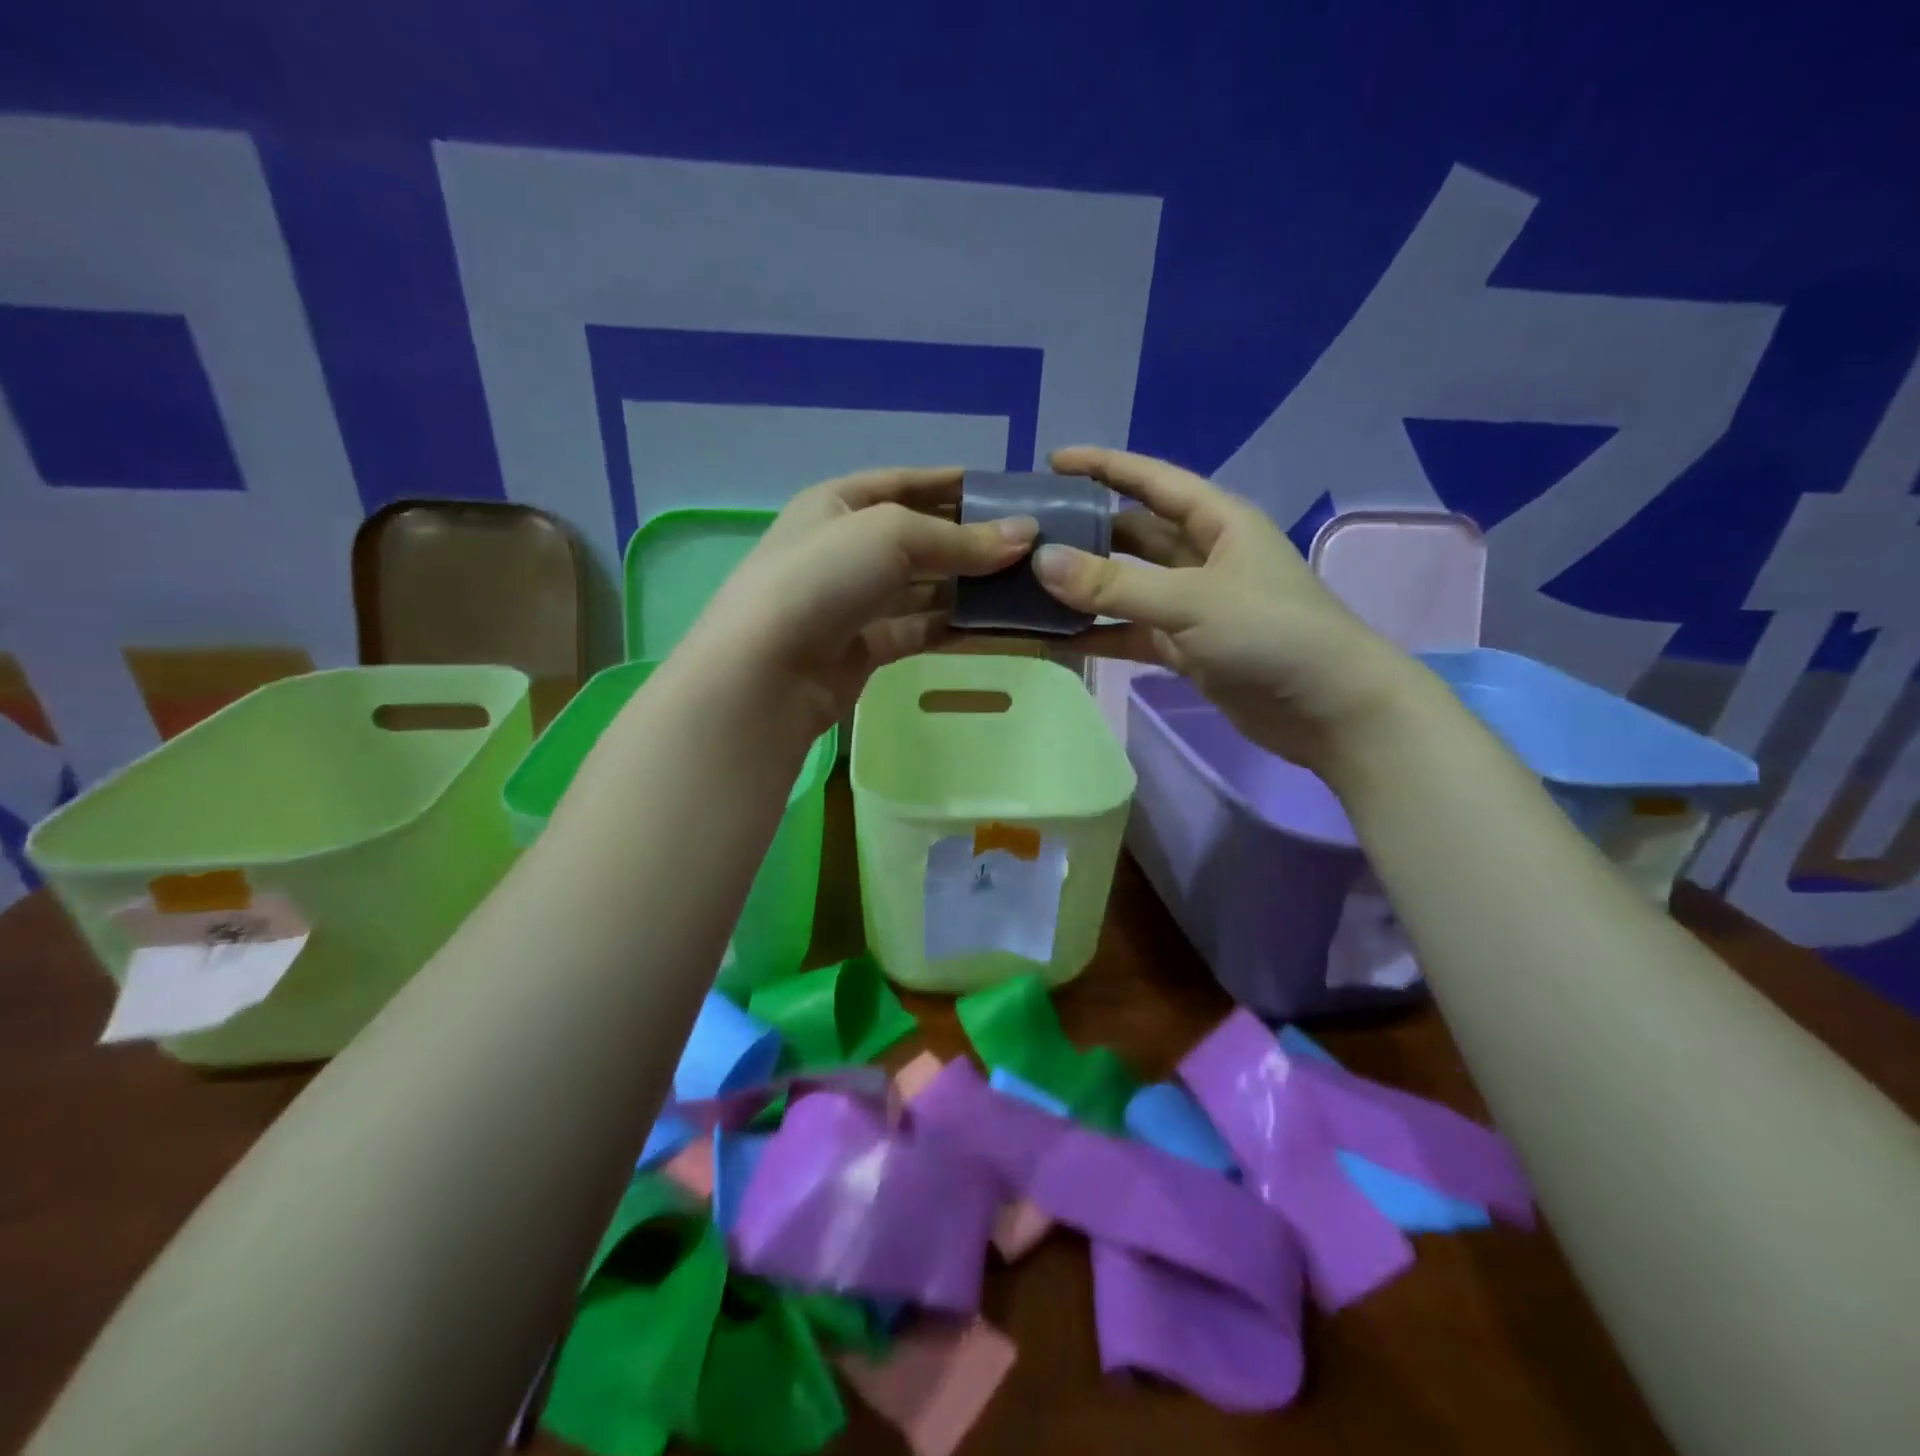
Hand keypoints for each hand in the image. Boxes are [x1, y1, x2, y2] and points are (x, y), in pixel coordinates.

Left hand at [678, 466, 1037, 743]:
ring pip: (922, 587)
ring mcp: (853, 601)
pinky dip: (953, 627)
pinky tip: (993, 627)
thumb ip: (961, 539)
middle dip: (970, 541)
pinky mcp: (864, 647)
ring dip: (967, 587)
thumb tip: (1027, 534)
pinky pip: (919, 629)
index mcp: (838, 503)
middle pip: (918, 537)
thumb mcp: (893, 535)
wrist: (767, 670)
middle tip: (1030, 546)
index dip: (953, 484)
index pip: (904, 483)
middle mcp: (844, 548)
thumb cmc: (824, 577)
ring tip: (1024, 587)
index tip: (1007, 491)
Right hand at [1034, 447, 1417, 771]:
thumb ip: (1115, 585)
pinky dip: (1101, 636)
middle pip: (1135, 534)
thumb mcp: (1190, 601)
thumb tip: (1043, 561)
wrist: (1330, 710)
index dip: (1104, 467)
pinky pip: (1134, 633)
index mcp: (1218, 522)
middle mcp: (1205, 557)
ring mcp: (1195, 606)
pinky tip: (1058, 640)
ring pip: (1130, 587)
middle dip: (1088, 532)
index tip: (1052, 462)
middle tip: (1031, 534)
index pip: (1152, 481)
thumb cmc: (1270, 633)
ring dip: (1088, 588)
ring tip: (1032, 585)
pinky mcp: (1189, 649)